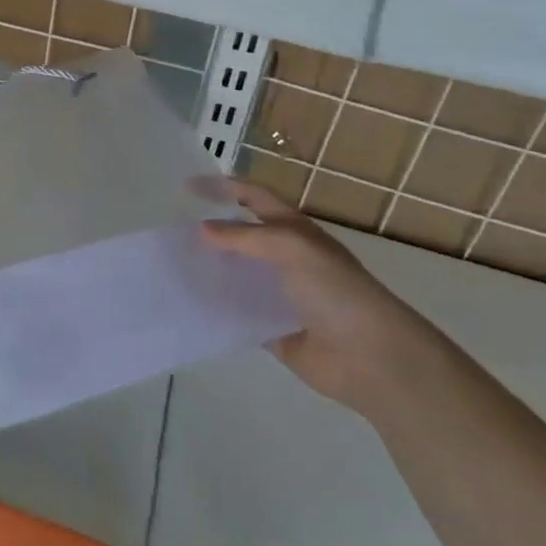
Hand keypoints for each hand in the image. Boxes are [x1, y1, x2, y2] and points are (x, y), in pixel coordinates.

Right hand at [195, 176, 435, 408]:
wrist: (373, 358)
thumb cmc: (336, 292)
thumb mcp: (292, 248)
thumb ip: (245, 237)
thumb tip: (203, 229)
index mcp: (294, 231)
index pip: (253, 197)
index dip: (223, 187)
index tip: (187, 187)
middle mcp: (286, 258)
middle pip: (241, 236)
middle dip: (210, 231)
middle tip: (173, 232)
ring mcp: (279, 294)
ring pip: (236, 275)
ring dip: (210, 269)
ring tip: (174, 267)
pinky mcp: (273, 329)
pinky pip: (238, 314)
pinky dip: (217, 309)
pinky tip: (191, 306)